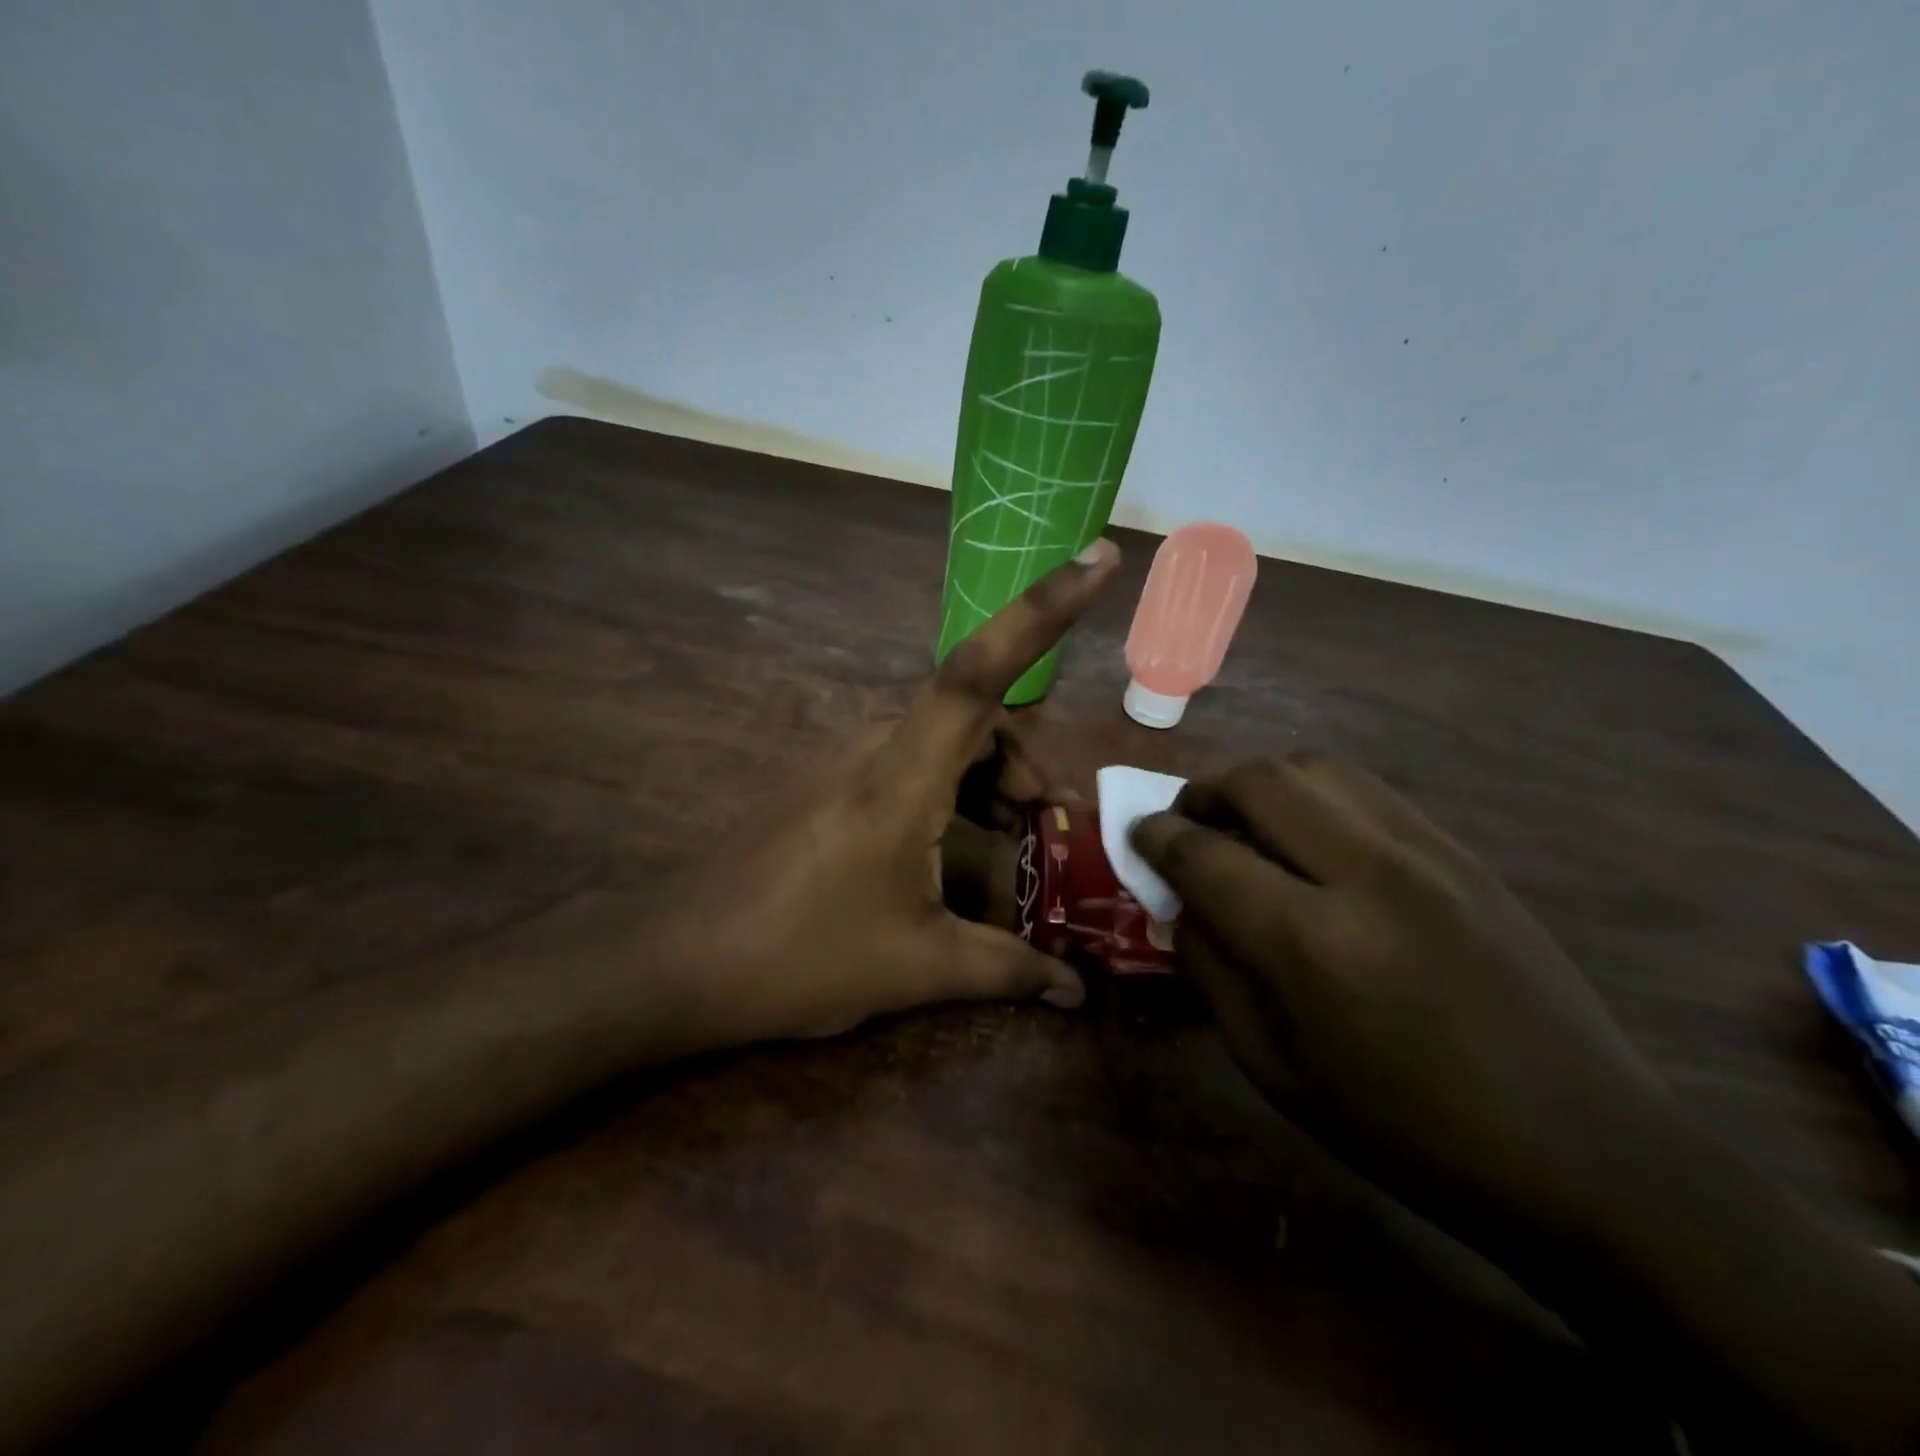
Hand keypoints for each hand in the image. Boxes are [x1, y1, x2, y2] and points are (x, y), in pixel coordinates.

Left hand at [673, 542, 1120, 1041]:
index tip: (1101, 556)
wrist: (677, 958)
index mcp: (904, 774)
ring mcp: (847, 760)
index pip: (982, 670)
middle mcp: (877, 745)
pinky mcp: (830, 783)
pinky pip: (911, 762)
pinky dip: (953, 791)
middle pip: (976, 713)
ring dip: (991, 779)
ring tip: (1014, 841)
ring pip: (945, 740)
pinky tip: (956, 849)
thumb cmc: (800, 955)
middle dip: (1027, 762)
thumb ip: (1008, 969)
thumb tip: (1078, 992)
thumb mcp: (918, 965)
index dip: (1044, 609)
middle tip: (1050, 829)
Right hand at [1131, 754, 1670, 1240]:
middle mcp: (1366, 875)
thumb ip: (1212, 972)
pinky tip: (1313, 838)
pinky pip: (1366, 790)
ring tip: (1248, 824)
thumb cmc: (1406, 1129)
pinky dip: (1316, 796)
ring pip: (1315, 768)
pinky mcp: (1462, 853)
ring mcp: (1425, 854)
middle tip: (1189, 825)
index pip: (1204, 853)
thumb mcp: (1275, 1069)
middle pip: (1258, 782)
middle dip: (1203, 792)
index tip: (1140, 836)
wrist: (1583, 1150)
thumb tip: (1182, 904)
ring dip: (1260, 784)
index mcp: (1311, 944)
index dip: (1156, 837)